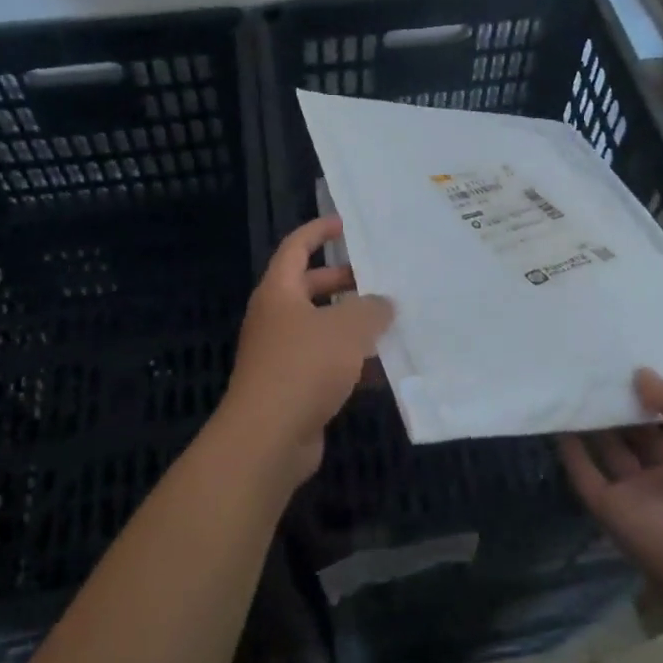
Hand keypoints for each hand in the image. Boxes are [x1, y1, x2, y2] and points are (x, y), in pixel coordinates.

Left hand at [220, 216, 393, 483]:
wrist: (269, 438)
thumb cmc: (304, 367)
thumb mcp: (347, 329)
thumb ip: (371, 309)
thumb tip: (383, 304)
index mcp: (279, 292)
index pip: (296, 248)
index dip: (318, 232)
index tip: (346, 224)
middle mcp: (277, 318)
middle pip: (311, 288)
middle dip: (345, 281)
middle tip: (382, 279)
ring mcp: (283, 355)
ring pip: (322, 328)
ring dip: (354, 325)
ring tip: (393, 322)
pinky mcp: (294, 388)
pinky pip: (327, 364)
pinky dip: (353, 363)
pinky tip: (385, 370)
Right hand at [560, 370, 662, 593]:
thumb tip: (640, 373)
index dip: (652, 396)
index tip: (628, 366)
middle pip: (636, 436)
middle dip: (619, 406)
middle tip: (595, 369)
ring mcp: (637, 493)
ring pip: (609, 452)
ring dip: (593, 424)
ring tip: (572, 385)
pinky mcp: (609, 508)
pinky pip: (586, 475)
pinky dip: (571, 451)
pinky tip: (558, 419)